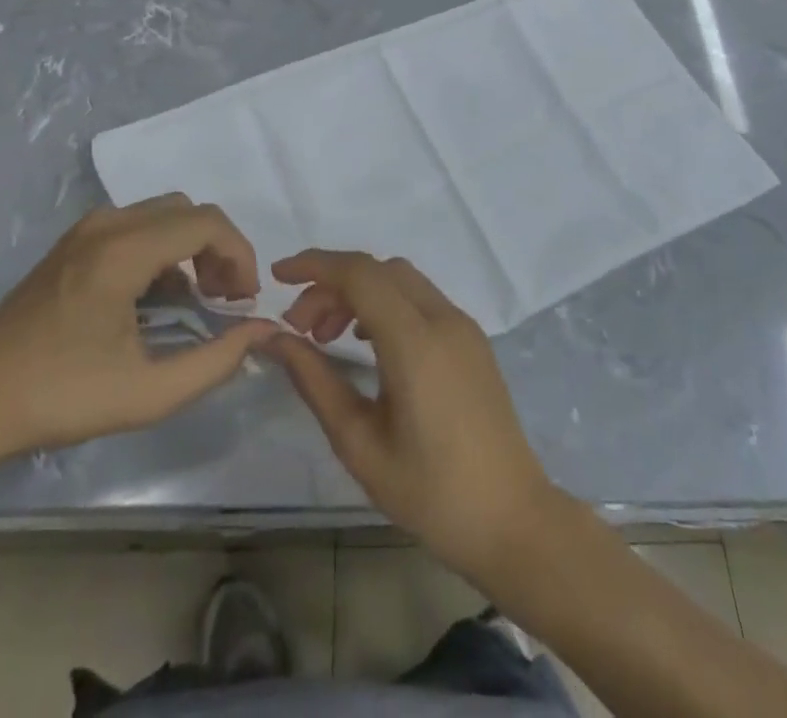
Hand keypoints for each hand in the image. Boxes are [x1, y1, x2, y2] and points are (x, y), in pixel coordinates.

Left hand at [0, 195, 277, 459]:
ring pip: (163, 213)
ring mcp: (86, 230)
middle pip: (188, 210)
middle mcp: (106, 225)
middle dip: (219, 249)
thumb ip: (215, 362)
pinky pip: (137, 225)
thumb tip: (261, 332)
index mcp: (122, 251)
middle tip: (225, 299)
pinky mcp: (73, 242)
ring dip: (192, 246)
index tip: (245, 300)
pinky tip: (158, 297)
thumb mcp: (147, 394)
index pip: (206, 223)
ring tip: (198, 299)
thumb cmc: (60, 399)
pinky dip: (164, 248)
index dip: (240, 255)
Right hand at [269, 251, 563, 582]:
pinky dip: (387, 304)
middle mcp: (443, 319)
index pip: (360, 274)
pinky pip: (422, 300)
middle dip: (333, 284)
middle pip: (379, 270)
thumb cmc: (430, 492)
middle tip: (301, 328)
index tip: (278, 277)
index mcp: (415, 341)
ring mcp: (463, 326)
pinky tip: (369, 343)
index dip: (315, 265)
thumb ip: (315, 381)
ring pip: (402, 280)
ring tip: (329, 337)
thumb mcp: (359, 443)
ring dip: (360, 292)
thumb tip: (274, 339)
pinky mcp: (473, 340)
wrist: (512, 520)